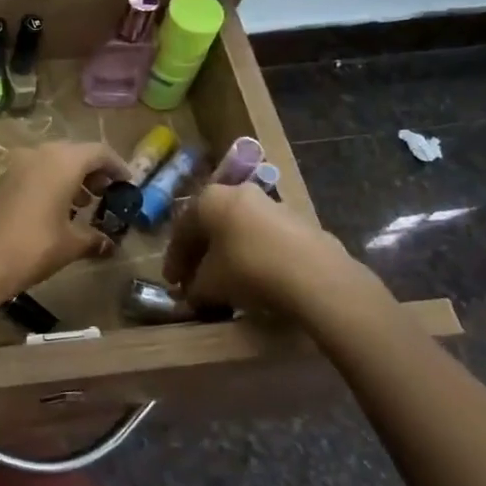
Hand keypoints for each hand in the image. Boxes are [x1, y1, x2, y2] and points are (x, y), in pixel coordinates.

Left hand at [0, 141, 130, 303]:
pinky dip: (49, 184)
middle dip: (93, 171)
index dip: (117, 166)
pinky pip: (32, 173)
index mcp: (61, 162)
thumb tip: (110, 244)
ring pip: (51, 162)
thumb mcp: (69, 245)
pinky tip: (54, 211)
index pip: (98, 152)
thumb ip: (93, 239)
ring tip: (83, 205)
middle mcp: (37, 154)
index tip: (128, 183)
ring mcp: (14, 166)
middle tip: (106, 194)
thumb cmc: (31, 249)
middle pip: (74, 153)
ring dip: (70, 178)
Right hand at [163, 183, 372, 318]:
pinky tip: (255, 280)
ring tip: (226, 282)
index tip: (172, 282)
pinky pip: (265, 239)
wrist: (314, 275)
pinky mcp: (300, 223)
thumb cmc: (247, 269)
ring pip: (239, 231)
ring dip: (228, 254)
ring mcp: (273, 205)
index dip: (174, 258)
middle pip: (212, 226)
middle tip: (194, 280)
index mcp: (210, 199)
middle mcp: (240, 193)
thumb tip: (191, 292)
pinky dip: (254, 256)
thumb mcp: (209, 284)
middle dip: (201, 255)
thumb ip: (194, 287)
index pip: (183, 229)